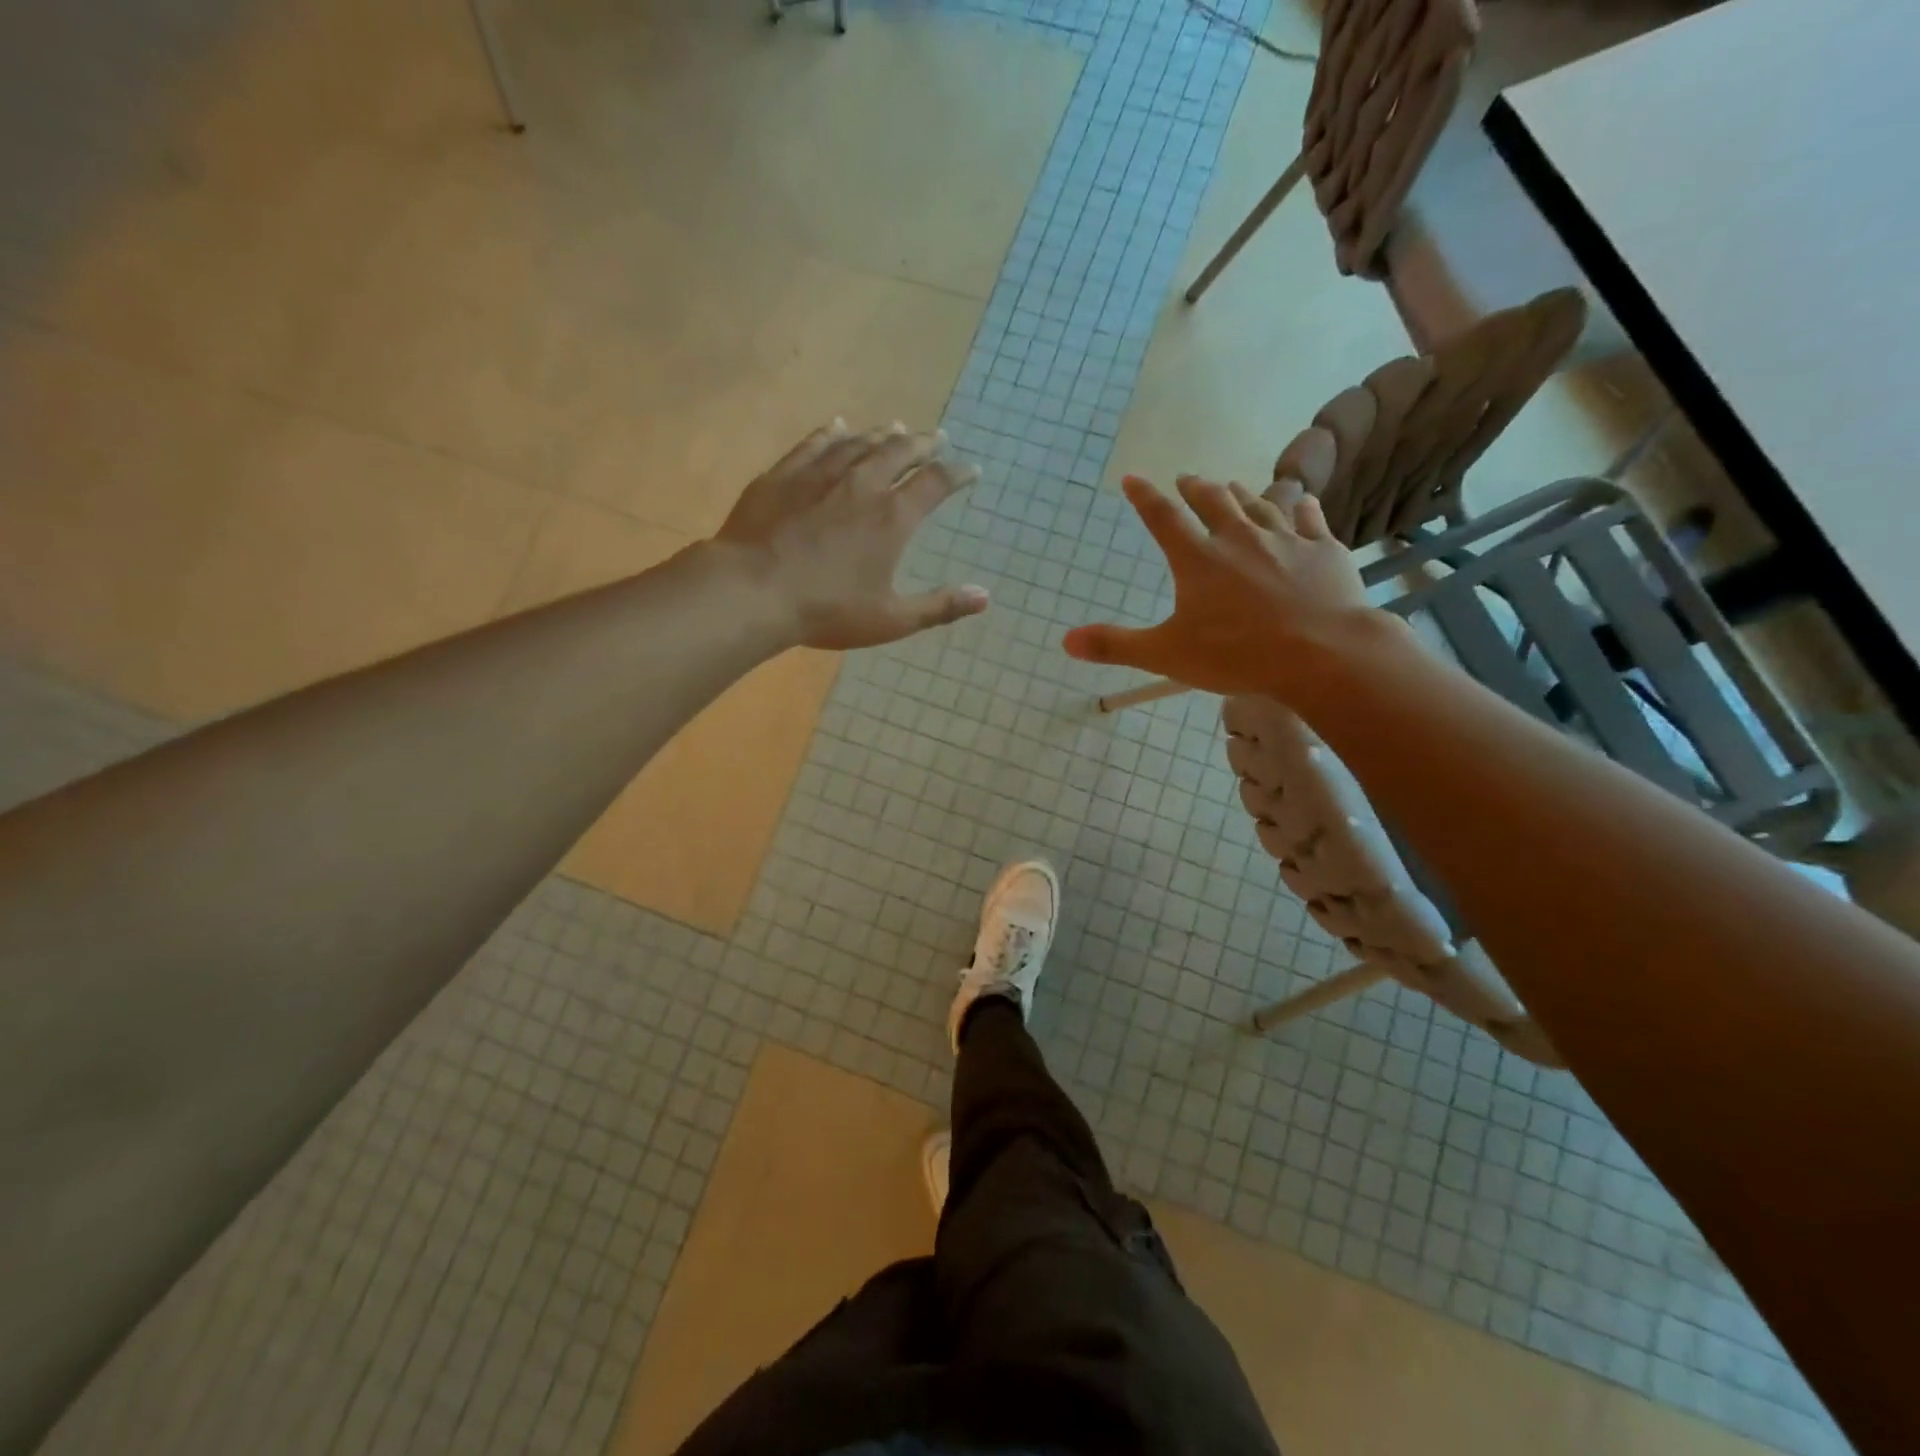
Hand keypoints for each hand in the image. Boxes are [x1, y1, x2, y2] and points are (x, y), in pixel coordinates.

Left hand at [716, 421, 988, 650]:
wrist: (754, 590)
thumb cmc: (828, 610)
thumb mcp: (892, 618)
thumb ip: (940, 606)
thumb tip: (985, 597)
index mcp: (892, 517)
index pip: (935, 483)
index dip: (957, 474)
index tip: (971, 470)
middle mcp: (862, 484)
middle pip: (899, 452)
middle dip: (922, 444)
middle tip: (937, 437)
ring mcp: (820, 474)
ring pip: (859, 443)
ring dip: (881, 434)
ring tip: (895, 427)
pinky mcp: (783, 475)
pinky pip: (814, 444)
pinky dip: (832, 432)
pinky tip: (838, 425)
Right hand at [1062, 474, 1378, 696]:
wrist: (1323, 653)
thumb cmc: (1237, 655)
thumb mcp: (1166, 655)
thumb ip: (1115, 645)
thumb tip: (1065, 641)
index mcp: (1198, 559)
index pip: (1163, 518)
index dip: (1144, 496)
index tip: (1133, 477)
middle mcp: (1238, 538)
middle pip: (1213, 501)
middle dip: (1196, 488)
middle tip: (1187, 479)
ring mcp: (1284, 540)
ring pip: (1258, 505)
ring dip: (1241, 494)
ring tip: (1233, 487)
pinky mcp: (1323, 550)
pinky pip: (1309, 518)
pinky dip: (1300, 507)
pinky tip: (1300, 500)